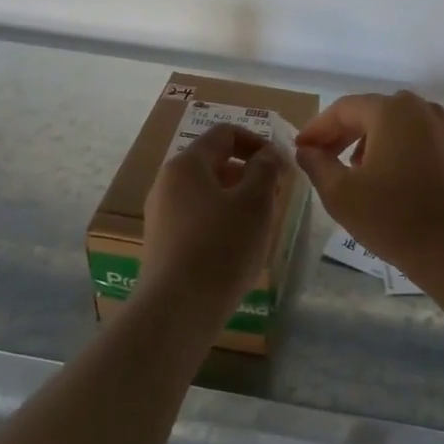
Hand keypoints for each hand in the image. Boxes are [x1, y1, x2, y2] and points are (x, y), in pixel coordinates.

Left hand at [141, 124, 287, 310]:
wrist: (177, 309)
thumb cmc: (222, 247)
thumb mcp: (255, 202)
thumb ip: (266, 169)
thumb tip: (267, 154)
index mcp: (187, 164)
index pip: (225, 134)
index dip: (257, 142)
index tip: (281, 165)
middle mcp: (167, 183)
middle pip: (215, 163)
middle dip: (250, 174)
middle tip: (276, 197)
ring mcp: (161, 214)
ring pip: (207, 192)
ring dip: (238, 199)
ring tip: (261, 224)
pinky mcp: (162, 242)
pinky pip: (197, 218)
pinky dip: (222, 221)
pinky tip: (238, 247)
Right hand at [293, 91, 443, 274]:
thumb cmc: (393, 220)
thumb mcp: (340, 194)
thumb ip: (317, 164)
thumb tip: (306, 149)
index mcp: (390, 111)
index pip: (344, 109)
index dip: (319, 128)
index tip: (303, 149)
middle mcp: (424, 107)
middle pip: (376, 111)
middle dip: (348, 133)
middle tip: (329, 158)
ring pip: (408, 120)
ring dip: (384, 137)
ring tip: (370, 168)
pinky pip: (441, 130)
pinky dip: (423, 138)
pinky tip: (417, 158)